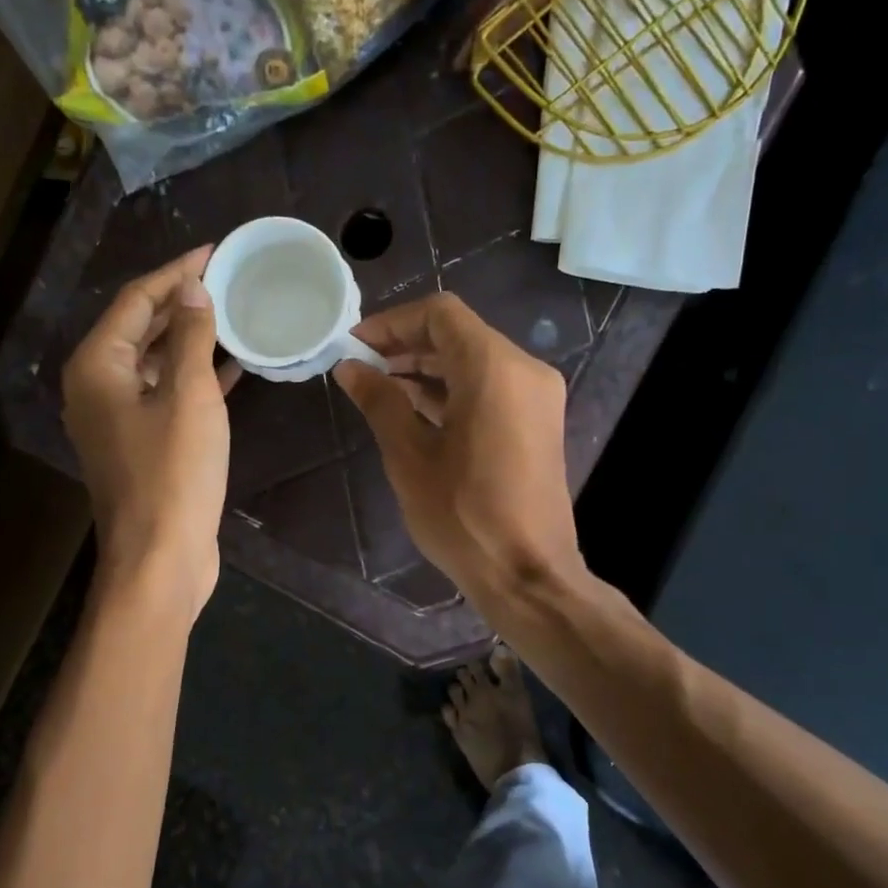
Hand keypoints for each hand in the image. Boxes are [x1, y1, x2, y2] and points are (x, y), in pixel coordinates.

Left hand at [62, 247, 236, 613]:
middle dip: (181, 302)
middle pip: (139, 328)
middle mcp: (96, 387)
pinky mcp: (139, 445)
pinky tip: (230, 367)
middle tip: (226, 280)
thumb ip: (189, 337)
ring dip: (189, 340)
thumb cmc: (174, 474)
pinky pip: (165, 395)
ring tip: (232, 316)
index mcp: (97, 367)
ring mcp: (116, 420)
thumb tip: (192, 291)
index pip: (135, 301)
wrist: (160, 558)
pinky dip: (193, 378)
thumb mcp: (189, 396)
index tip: (213, 251)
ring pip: (154, 362)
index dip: (175, 272)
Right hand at [333, 293, 582, 606]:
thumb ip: (380, 401)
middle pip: (459, 334)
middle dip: (407, 345)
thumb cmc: (462, 516)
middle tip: (361, 368)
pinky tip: (414, 410)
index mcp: (494, 369)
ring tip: (379, 389)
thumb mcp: (409, 456)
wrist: (527, 574)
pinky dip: (453, 389)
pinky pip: (490, 387)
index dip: (392, 322)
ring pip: (475, 360)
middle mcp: (524, 370)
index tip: (356, 346)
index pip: (439, 314)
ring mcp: (536, 396)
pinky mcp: (537, 421)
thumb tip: (350, 368)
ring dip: (428, 368)